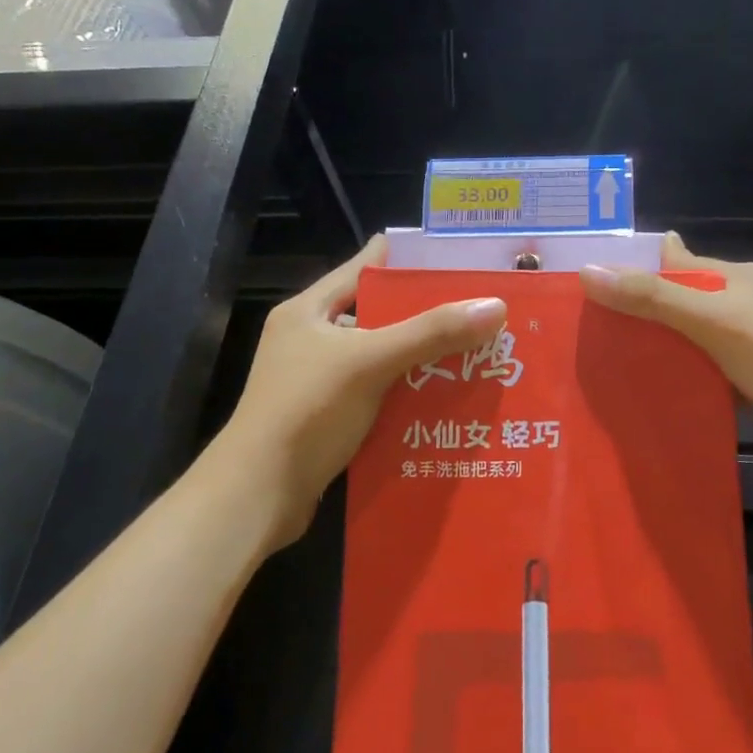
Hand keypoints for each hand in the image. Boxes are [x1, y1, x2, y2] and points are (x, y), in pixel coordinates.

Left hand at [218, 235, 506, 550]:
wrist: (257, 495)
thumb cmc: (307, 411)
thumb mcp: (370, 361)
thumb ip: (431, 332)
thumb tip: (496, 305)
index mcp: (309, 310)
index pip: (364, 267)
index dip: (408, 259)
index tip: (457, 256)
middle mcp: (312, 339)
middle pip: (378, 315)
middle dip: (426, 314)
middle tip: (480, 310)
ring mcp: (318, 381)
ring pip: (381, 358)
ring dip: (421, 359)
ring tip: (475, 353)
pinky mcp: (329, 418)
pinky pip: (379, 394)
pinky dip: (409, 395)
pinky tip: (447, 400)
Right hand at [581, 234, 752, 474]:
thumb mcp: (712, 320)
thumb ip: (652, 297)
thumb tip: (587, 270)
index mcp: (734, 277)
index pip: (673, 262)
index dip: (632, 270)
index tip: (586, 288)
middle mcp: (741, 303)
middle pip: (678, 301)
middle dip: (638, 314)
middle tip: (586, 334)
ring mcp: (751, 343)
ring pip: (690, 340)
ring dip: (658, 350)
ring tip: (606, 366)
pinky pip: (706, 372)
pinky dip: (682, 378)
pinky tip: (650, 395)